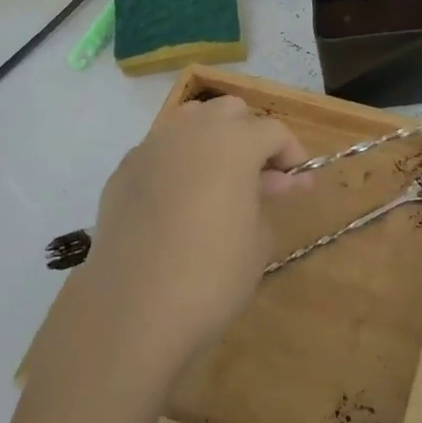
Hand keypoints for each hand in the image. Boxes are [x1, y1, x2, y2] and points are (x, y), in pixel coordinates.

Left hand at [78, 96, 311, 376]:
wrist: (133, 310)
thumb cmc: (212, 274)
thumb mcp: (258, 238)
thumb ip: (268, 197)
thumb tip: (275, 181)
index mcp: (234, 141)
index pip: (273, 130)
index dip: (291, 153)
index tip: (298, 182)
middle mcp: (191, 131)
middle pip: (229, 111)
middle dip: (250, 135)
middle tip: (259, 176)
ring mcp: (151, 148)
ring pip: (190, 121)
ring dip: (212, 140)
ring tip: (220, 179)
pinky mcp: (123, 172)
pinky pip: (160, 151)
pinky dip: (178, 163)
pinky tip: (180, 201)